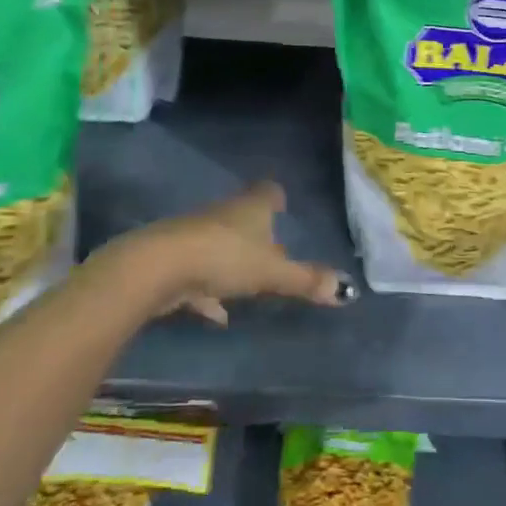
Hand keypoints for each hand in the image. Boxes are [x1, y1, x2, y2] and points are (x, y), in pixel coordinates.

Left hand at [98, 182, 350, 326]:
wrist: (158, 268)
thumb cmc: (224, 258)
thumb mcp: (272, 273)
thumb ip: (306, 280)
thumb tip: (347, 291)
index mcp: (251, 208)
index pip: (268, 192)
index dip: (277, 198)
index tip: (283, 205)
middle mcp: (223, 214)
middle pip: (243, 218)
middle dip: (257, 233)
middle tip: (274, 251)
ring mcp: (195, 235)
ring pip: (220, 244)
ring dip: (232, 262)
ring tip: (248, 284)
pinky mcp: (174, 260)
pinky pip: (198, 274)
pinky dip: (209, 291)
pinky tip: (217, 313)